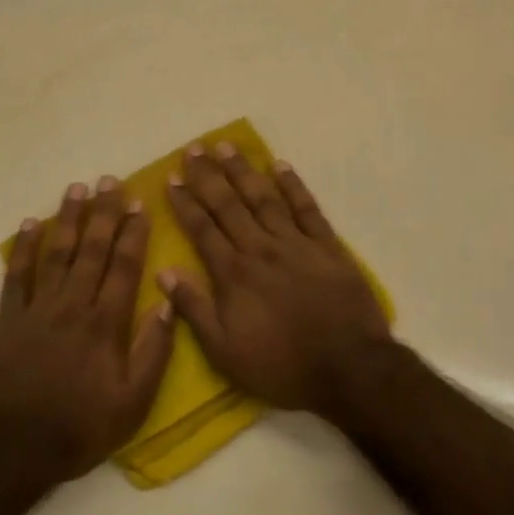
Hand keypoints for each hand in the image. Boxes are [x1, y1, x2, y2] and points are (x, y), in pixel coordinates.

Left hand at [0, 177, 174, 484]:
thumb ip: (153, 352)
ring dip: (68, 219)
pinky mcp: (8, 320)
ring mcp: (37, 310)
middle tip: (110, 180)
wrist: (9, 448)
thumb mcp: (132, 403)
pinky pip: (17, 276)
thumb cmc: (78, 428)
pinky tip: (31, 223)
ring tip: (77, 188)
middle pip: (92, 250)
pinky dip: (23, 248)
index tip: (140, 204)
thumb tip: (169, 304)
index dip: (133, 234)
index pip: (124, 267)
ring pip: (57, 253)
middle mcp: (73, 306)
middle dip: (103, 213)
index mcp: (105, 324)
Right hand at [160, 143, 391, 417]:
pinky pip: (307, 208)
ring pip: (264, 198)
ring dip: (243, 171)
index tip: (171, 179)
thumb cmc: (282, 365)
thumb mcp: (225, 352)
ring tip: (226, 146)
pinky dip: (293, 185)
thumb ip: (194, 310)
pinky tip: (280, 165)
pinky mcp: (327, 247)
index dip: (185, 203)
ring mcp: (296, 244)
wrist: (349, 368)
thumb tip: (164, 272)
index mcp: (234, 274)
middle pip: (229, 205)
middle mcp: (261, 249)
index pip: (202, 229)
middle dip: (208, 176)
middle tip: (193, 149)